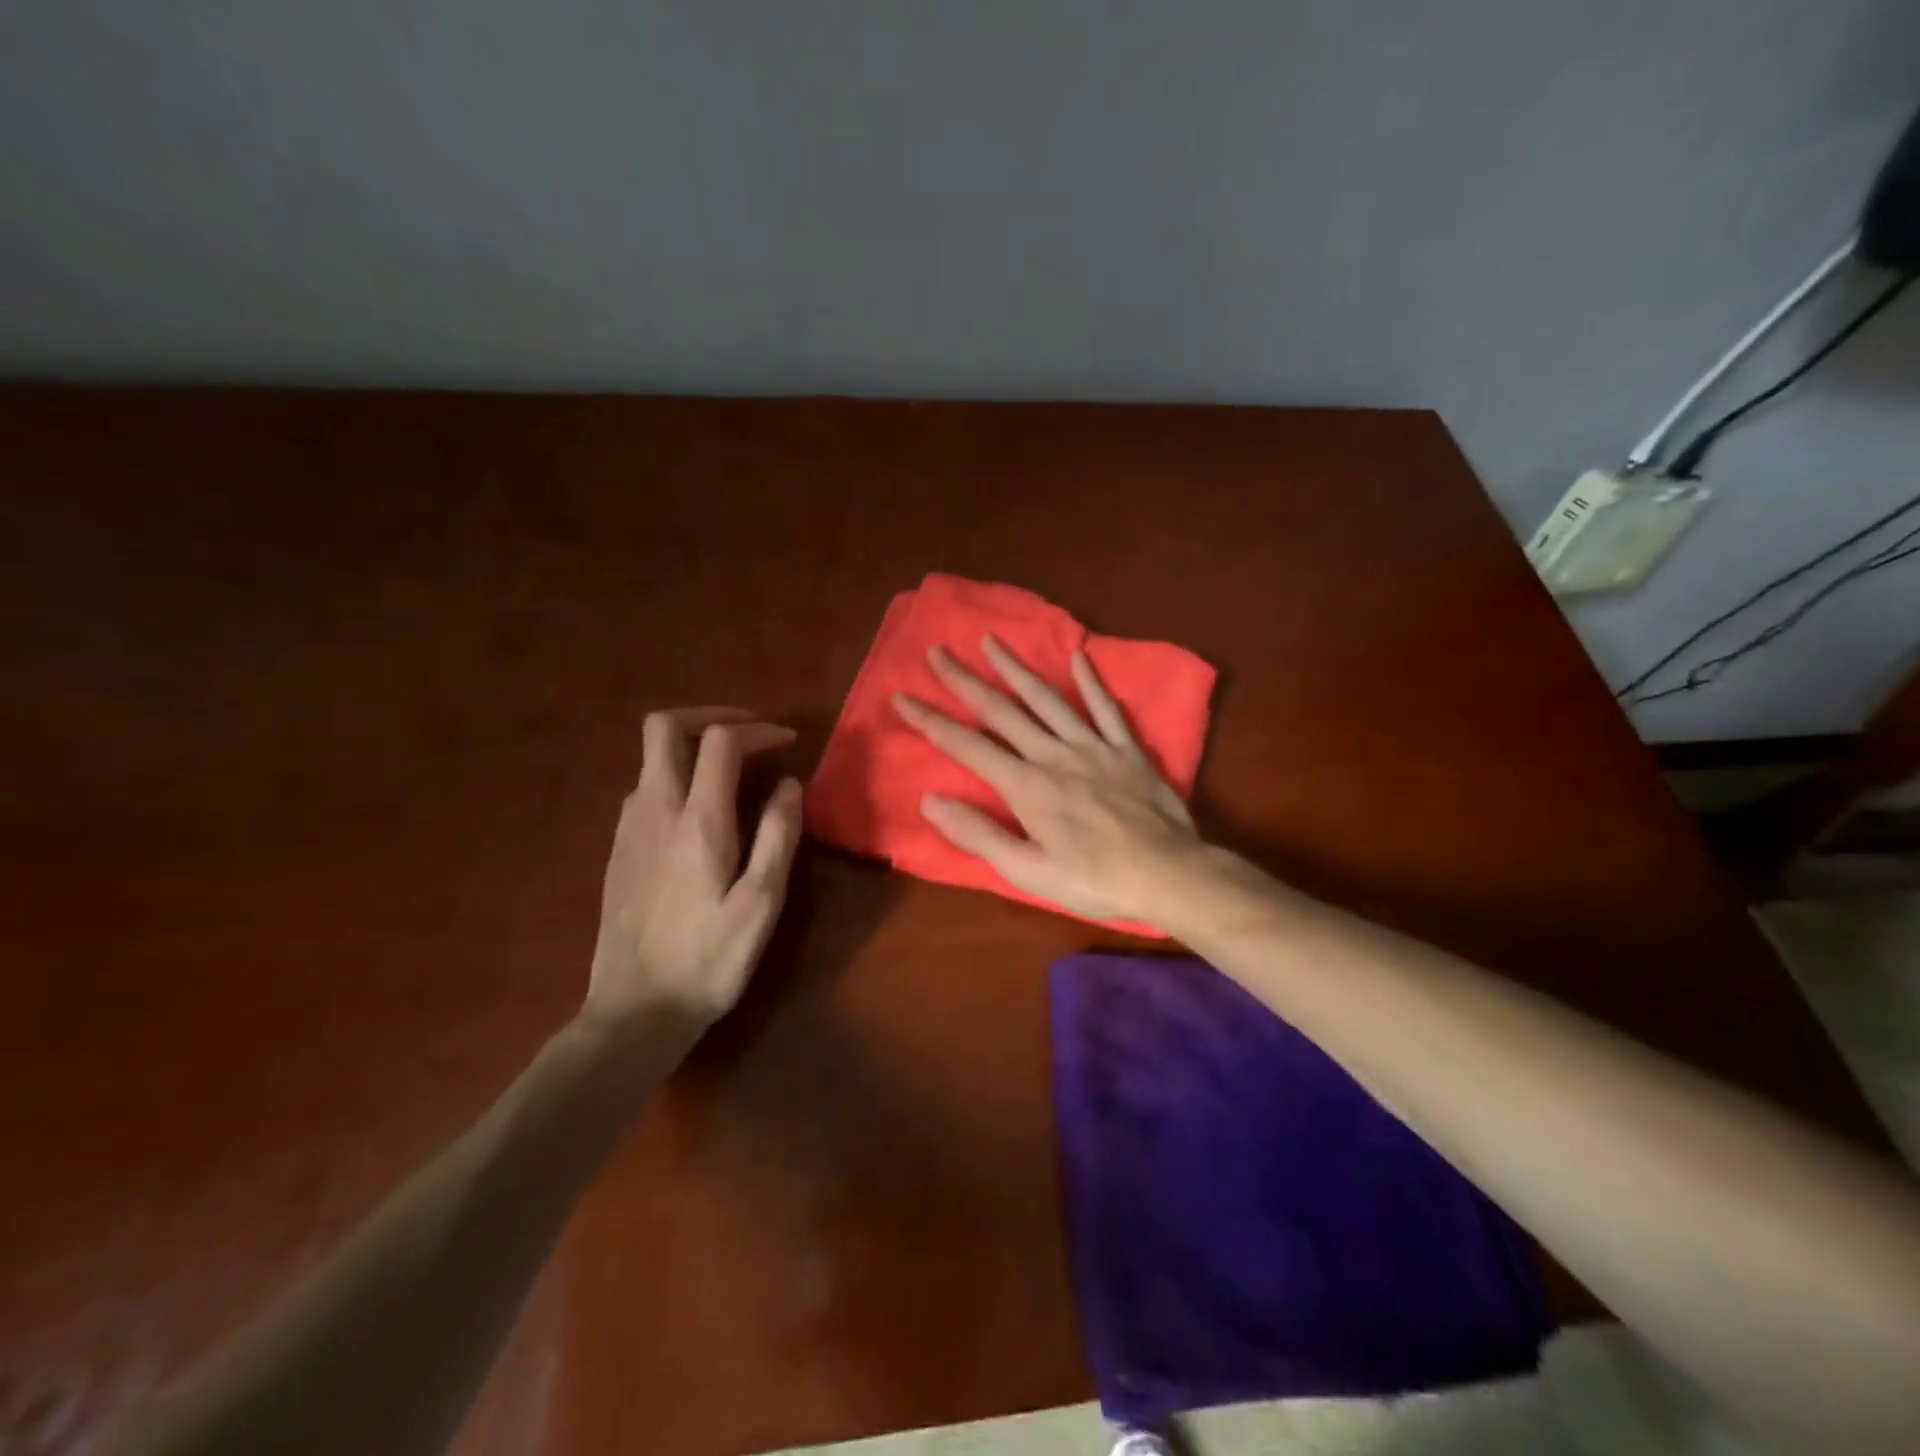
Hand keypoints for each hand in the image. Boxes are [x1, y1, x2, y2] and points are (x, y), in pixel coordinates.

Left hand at [585, 708, 802, 1028]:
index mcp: (697, 821)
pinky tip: (700, 812)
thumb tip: (790, 785)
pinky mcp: (618, 850)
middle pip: (664, 728)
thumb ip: (778, 836)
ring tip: (732, 770)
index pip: (720, 742)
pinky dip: (676, 776)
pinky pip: (644, 788)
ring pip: (651, 758)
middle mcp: (654, 810)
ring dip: (691, 746)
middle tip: (750, 733)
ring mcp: (628, 829)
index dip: (757, 730)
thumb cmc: (709, 959)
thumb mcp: (762, 903)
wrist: (635, 1011)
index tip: (787, 742)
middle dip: (710, 716)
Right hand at [892, 637, 1201, 925]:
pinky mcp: (1126, 749)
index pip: (967, 746)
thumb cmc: (1094, 880)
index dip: (931, 721)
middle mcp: (1053, 754)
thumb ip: (979, 834)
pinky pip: (1105, 708)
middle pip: (1001, 711)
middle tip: (938, 651)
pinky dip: (1091, 681)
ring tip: (992, 641)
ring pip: (1047, 699)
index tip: (902, 696)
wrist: (1168, 873)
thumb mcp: (1028, 872)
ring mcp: (1092, 746)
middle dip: (964, 680)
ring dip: (1016, 668)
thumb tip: (931, 800)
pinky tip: (1078, 656)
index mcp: (1026, 786)